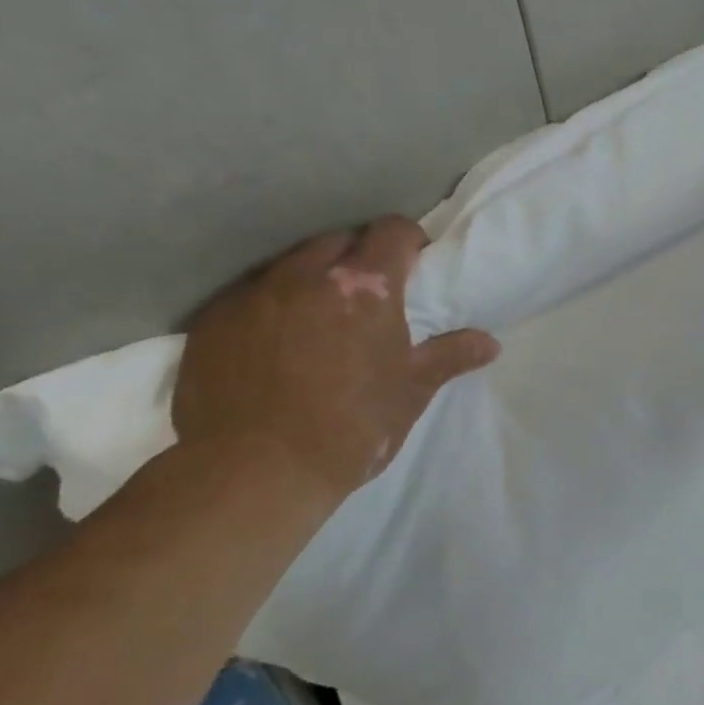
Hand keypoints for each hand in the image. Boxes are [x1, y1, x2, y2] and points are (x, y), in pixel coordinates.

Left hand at [173, 217, 498, 506]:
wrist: (254, 473)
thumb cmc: (351, 428)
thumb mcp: (410, 392)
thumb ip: (450, 357)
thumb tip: (490, 343)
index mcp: (366, 286)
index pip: (392, 230)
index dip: (408, 241)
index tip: (413, 265)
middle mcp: (307, 274)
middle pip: (340, 240)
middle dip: (358, 257)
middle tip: (367, 297)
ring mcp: (254, 294)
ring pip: (291, 264)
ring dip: (311, 279)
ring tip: (317, 318)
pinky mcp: (213, 319)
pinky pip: (249, 294)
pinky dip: (269, 306)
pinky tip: (272, 343)